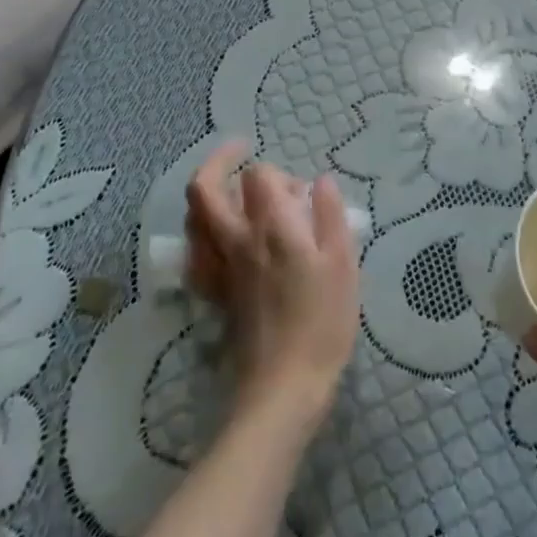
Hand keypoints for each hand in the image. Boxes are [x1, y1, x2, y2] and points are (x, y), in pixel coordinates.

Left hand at [185, 143, 359, 428]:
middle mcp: (237, 240)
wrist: (284, 386)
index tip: (301, 193)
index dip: (278, 173)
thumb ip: (331, 215)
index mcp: (272, 228)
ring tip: (231, 194)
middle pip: (204, 189)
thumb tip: (321, 181)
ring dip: (207, 196)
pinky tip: (219, 240)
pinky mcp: (214, 293)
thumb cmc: (323, 322)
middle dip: (218, 161)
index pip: (259, 175)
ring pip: (192, 219)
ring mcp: (219, 268)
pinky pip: (194, 254)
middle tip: (239, 150)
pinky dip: (201, 236)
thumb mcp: (344, 264)